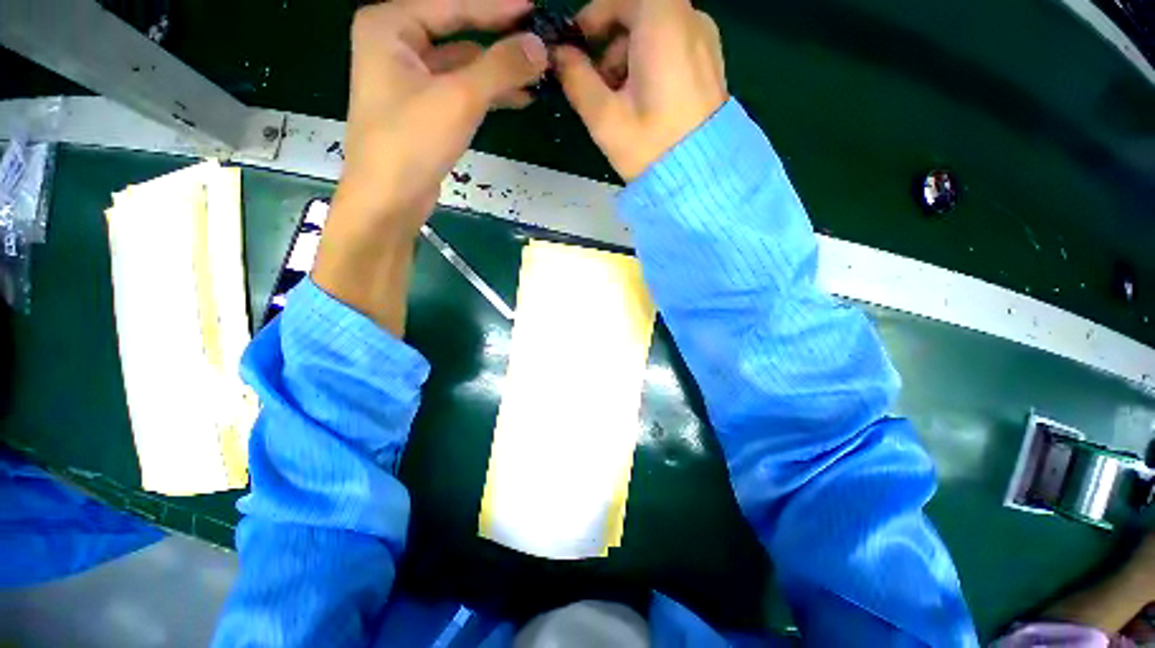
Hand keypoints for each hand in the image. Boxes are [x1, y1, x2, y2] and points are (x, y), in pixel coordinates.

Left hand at [314, 0, 547, 334]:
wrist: (389, 199)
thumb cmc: (412, 142)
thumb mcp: (459, 99)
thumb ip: (500, 67)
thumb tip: (539, 46)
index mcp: (391, 26)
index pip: (453, 4)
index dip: (497, 7)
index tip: (534, 8)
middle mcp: (396, 45)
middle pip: (458, 31)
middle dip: (500, 40)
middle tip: (538, 42)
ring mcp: (409, 79)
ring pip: (463, 64)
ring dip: (499, 71)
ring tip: (537, 75)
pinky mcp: (423, 108)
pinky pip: (461, 89)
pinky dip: (489, 93)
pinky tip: (519, 98)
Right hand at [554, 0, 726, 181]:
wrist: (700, 179)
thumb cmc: (651, 148)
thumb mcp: (604, 117)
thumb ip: (576, 78)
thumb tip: (560, 56)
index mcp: (664, 23)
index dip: (594, 16)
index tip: (578, 48)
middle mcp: (691, 20)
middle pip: (640, 11)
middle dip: (611, 42)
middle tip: (597, 83)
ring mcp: (706, 41)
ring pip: (657, 30)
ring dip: (629, 56)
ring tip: (620, 100)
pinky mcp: (711, 63)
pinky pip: (673, 46)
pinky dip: (651, 64)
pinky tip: (644, 101)